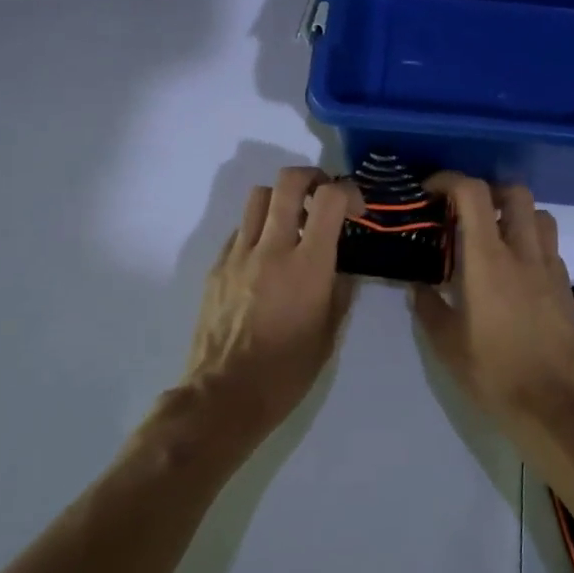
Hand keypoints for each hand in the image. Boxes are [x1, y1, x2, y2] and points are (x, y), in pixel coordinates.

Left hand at [182, 167, 360, 444]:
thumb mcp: (329, 332)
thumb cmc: (287, 371)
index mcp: (308, 265)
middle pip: (288, 181)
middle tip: (323, 197)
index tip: (356, 210)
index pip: (329, 198)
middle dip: (312, 178)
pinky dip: (259, 230)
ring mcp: (239, 254)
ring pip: (259, 197)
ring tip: (293, 224)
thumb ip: (339, 289)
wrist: (225, 394)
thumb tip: (339, 266)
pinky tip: (266, 258)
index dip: (348, 192)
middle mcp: (272, 248)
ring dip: (282, 200)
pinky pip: (240, 230)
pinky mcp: (217, 266)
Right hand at [408, 175, 573, 432]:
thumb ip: (428, 305)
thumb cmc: (491, 373)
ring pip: (540, 215)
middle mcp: (523, 253)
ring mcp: (550, 268)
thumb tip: (419, 285)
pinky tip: (515, 271)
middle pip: (514, 193)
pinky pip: (549, 247)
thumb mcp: (445, 343)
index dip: (449, 180)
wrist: (549, 405)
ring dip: (515, 214)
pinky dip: (531, 243)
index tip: (430, 192)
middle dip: (487, 191)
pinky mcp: (565, 286)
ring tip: (493, 237)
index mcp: (488, 261)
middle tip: (465, 211)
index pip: (474, 194)